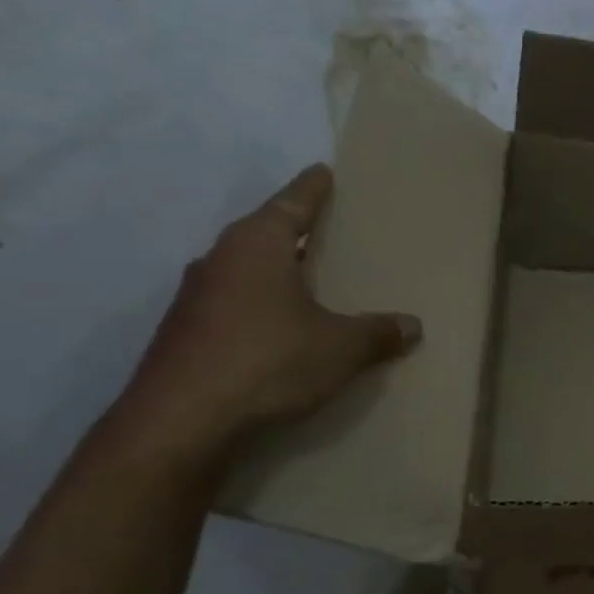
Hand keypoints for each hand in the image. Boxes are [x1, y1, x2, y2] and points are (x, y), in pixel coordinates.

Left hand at [116, 165, 419, 462]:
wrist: (181, 421)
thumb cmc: (269, 362)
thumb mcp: (341, 347)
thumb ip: (378, 333)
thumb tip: (412, 325)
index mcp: (257, 246)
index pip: (291, 204)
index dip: (312, 189)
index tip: (323, 171)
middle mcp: (221, 260)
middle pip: (264, 233)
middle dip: (295, 230)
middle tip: (326, 227)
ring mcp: (196, 298)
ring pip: (245, 270)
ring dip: (275, 271)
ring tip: (307, 278)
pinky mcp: (186, 333)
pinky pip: (233, 303)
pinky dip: (259, 305)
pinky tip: (279, 327)